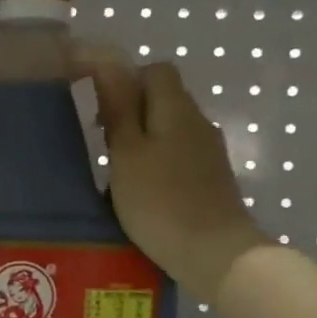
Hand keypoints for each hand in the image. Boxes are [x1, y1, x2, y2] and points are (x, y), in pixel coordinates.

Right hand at [81, 51, 269, 299]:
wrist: (215, 254)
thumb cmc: (161, 202)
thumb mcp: (127, 154)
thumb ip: (119, 108)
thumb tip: (109, 63)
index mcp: (176, 108)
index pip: (156, 70)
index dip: (127, 81)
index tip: (101, 110)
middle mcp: (198, 122)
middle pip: (165, 100)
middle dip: (133, 114)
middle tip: (103, 146)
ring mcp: (210, 153)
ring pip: (172, 131)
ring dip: (145, 143)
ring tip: (119, 175)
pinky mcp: (213, 181)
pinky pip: (180, 158)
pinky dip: (160, 167)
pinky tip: (145, 195)